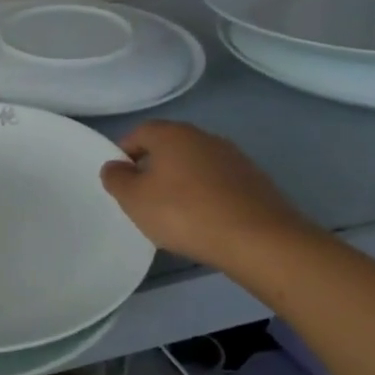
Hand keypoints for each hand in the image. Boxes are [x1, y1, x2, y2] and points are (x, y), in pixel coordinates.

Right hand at [98, 121, 314, 272]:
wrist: (260, 241)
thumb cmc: (184, 213)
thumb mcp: (133, 199)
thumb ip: (116, 178)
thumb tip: (115, 166)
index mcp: (172, 134)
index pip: (139, 133)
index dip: (124, 153)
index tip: (120, 180)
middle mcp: (204, 137)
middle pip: (169, 147)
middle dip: (153, 168)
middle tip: (144, 197)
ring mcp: (234, 158)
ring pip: (195, 165)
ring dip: (182, 182)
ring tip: (175, 213)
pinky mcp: (256, 182)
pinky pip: (218, 183)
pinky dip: (206, 196)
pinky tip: (204, 221)